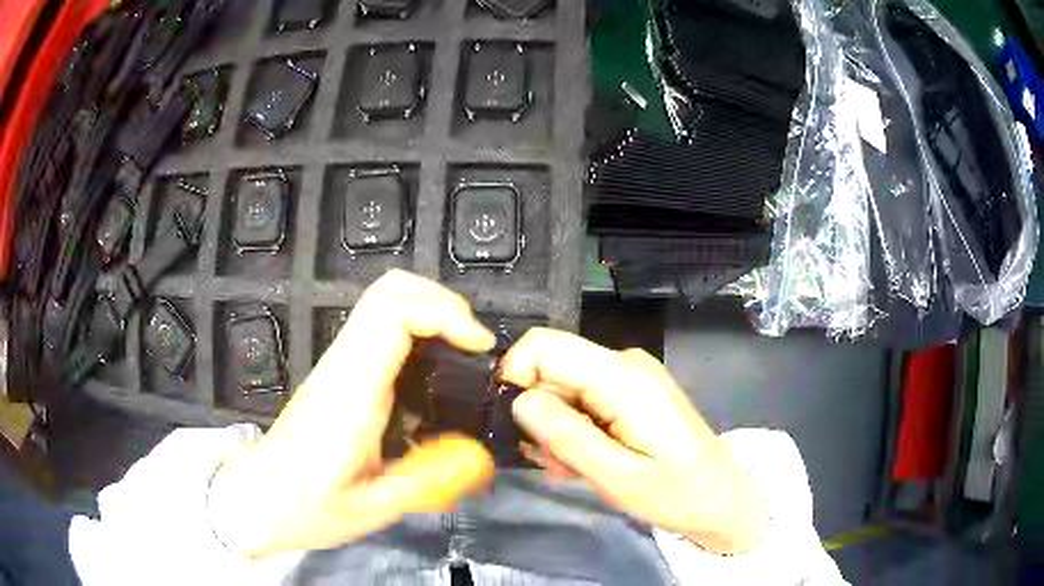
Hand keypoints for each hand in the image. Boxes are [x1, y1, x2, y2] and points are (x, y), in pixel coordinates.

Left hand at [209, 270, 496, 557]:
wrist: (257, 500)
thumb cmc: (307, 508)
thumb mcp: (372, 508)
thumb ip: (428, 481)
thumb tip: (481, 457)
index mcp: (350, 393)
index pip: (394, 316)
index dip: (444, 314)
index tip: (480, 344)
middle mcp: (342, 367)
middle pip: (388, 290)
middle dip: (441, 300)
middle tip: (474, 340)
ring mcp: (336, 367)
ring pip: (382, 302)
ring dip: (428, 311)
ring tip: (462, 351)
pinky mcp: (337, 375)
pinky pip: (378, 330)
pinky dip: (414, 331)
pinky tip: (431, 375)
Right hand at [500, 328, 765, 554]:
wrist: (720, 497)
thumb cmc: (675, 493)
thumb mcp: (615, 476)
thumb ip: (566, 436)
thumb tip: (518, 400)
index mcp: (623, 377)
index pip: (544, 344)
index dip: (515, 376)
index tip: (514, 423)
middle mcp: (625, 363)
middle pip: (552, 367)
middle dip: (539, 413)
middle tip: (551, 461)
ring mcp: (630, 375)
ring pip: (564, 386)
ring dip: (556, 427)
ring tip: (570, 467)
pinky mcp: (631, 390)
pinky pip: (584, 397)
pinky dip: (574, 427)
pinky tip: (584, 460)